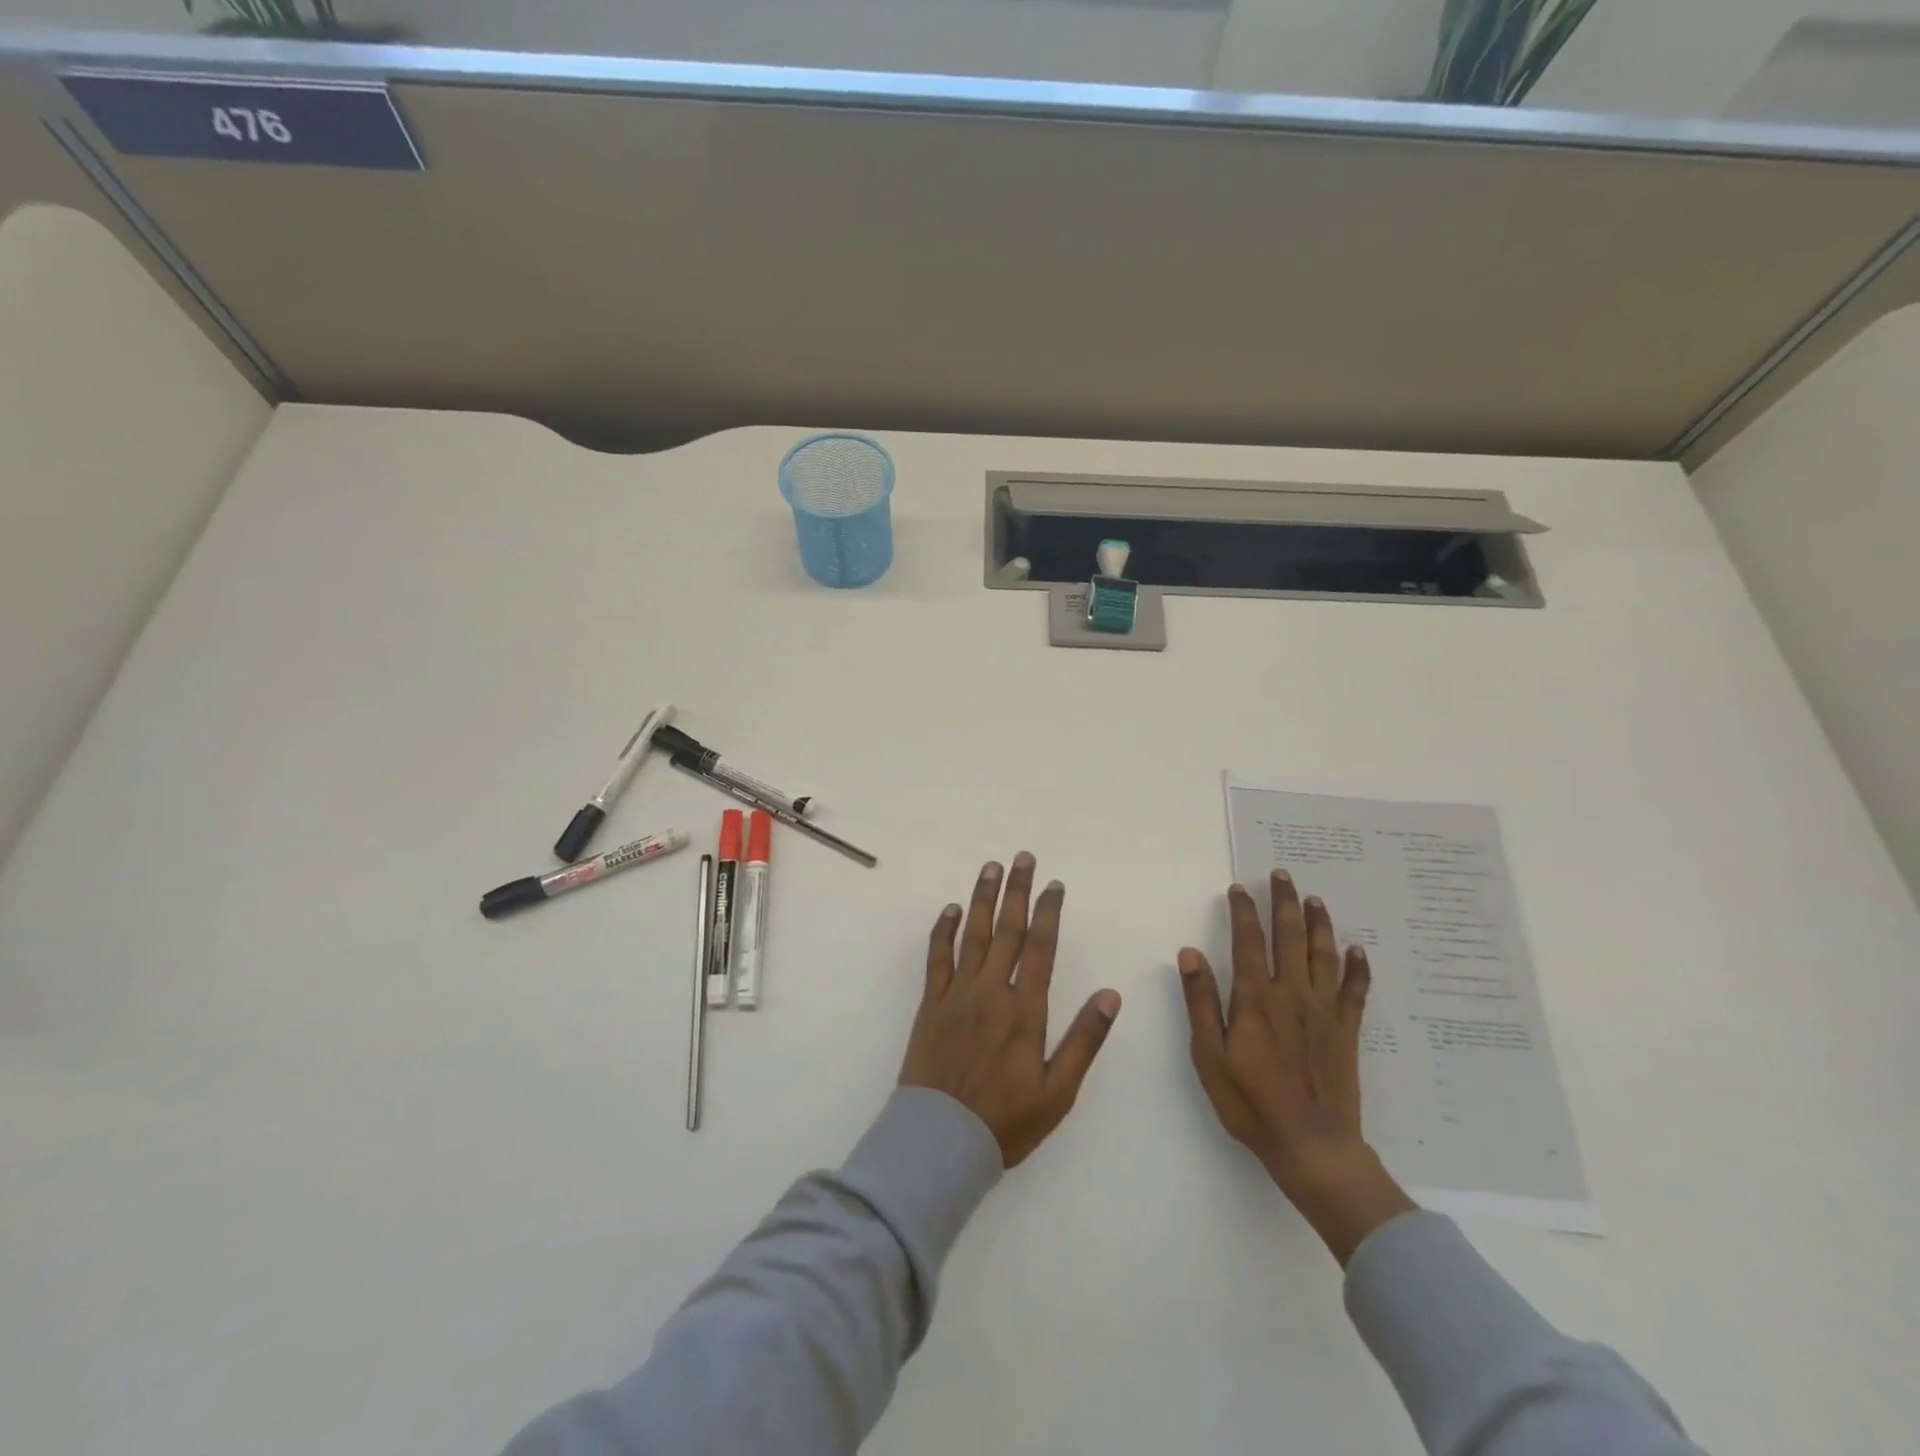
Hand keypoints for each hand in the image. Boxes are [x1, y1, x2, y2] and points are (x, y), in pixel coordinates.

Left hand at [900, 854, 1121, 1167]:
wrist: (939, 1141)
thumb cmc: (1005, 1121)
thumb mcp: (1057, 1092)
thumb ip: (1084, 1040)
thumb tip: (1111, 995)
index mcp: (1024, 1010)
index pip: (1040, 947)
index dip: (1047, 912)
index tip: (1053, 885)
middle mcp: (991, 991)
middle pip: (1006, 930)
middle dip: (1016, 890)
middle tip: (1022, 857)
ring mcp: (957, 994)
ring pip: (972, 934)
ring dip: (982, 898)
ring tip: (990, 867)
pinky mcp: (930, 1003)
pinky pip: (937, 957)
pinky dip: (944, 930)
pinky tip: (951, 909)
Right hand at [1177, 871, 1415, 1263]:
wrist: (1312, 1146)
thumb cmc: (1251, 1102)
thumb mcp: (1210, 1055)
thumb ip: (1202, 1001)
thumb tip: (1190, 953)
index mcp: (1256, 998)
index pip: (1248, 941)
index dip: (1243, 911)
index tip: (1238, 887)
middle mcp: (1292, 994)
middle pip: (1289, 937)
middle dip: (1284, 902)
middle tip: (1282, 874)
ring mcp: (1324, 1011)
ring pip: (1323, 954)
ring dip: (1318, 923)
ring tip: (1314, 898)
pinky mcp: (1347, 1031)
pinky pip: (1355, 990)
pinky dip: (1357, 967)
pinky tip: (1356, 950)